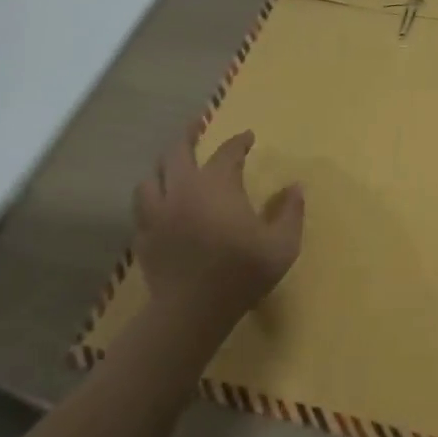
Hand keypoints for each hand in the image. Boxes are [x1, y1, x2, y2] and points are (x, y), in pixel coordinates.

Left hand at [134, 125, 303, 325]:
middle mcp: (183, 189)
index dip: (239, 142)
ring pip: (150, 178)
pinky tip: (158, 205)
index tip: (248, 137)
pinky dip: (150, 200)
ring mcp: (158, 213)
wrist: (192, 311)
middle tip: (196, 125)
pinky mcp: (144, 238)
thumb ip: (291, 212)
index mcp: (217, 185)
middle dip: (188, 134)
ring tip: (171, 167)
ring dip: (163, 168)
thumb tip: (296, 187)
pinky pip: (141, 209)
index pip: (228, 152)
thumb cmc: (242, 272)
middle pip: (178, 151)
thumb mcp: (282, 244)